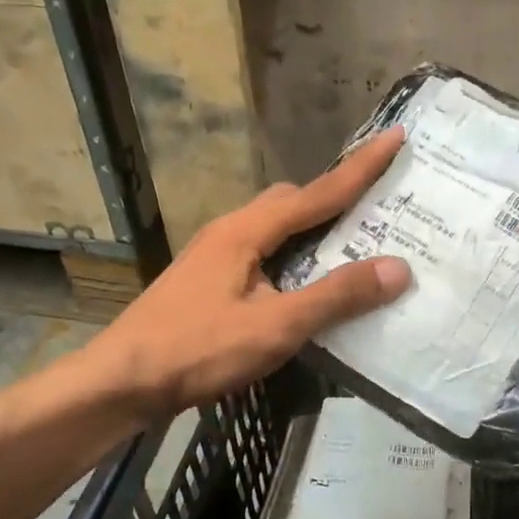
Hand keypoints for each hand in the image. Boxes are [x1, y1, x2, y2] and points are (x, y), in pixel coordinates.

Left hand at [90, 129, 411, 417]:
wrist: (120, 382)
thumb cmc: (198, 349)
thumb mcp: (276, 326)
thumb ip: (336, 296)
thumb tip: (399, 268)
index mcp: (248, 230)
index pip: (319, 191)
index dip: (361, 166)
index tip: (396, 136)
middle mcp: (231, 230)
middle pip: (293, 202)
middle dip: (336, 198)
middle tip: (379, 210)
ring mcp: (216, 254)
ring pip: (276, 227)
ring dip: (314, 230)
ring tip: (351, 249)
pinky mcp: (209, 279)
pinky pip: (264, 251)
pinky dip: (294, 256)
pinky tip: (305, 286)